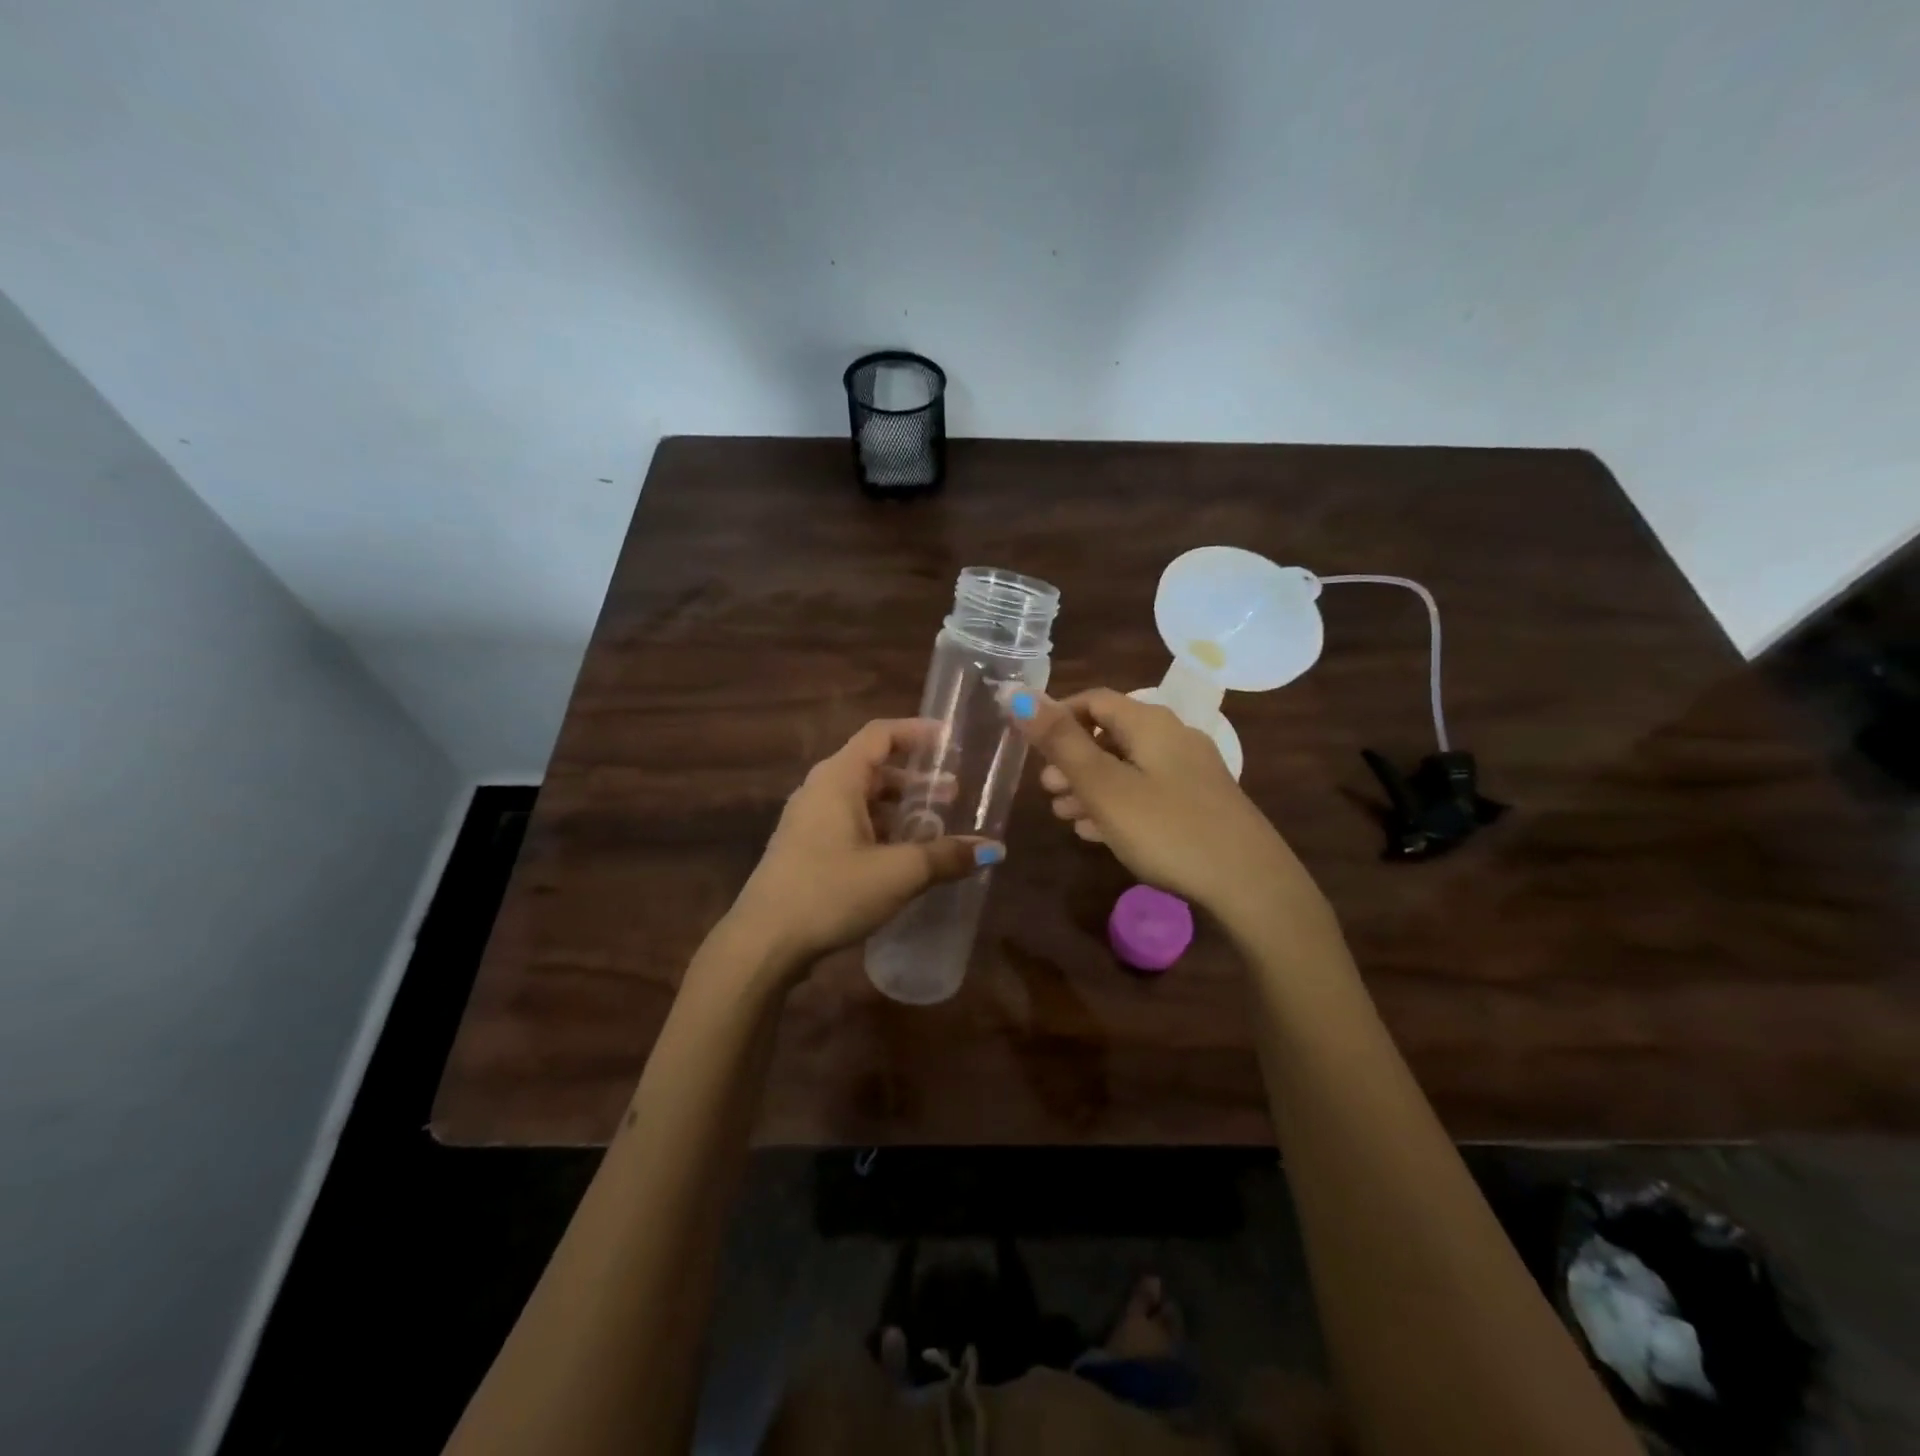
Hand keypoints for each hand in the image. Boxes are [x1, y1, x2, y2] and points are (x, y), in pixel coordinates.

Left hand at [725, 718, 998, 975]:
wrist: (764, 942)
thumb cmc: (831, 892)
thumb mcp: (898, 873)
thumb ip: (946, 856)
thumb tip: (993, 850)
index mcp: (837, 779)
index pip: (880, 734)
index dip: (916, 732)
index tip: (950, 741)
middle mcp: (820, 791)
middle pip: (873, 768)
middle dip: (915, 779)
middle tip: (952, 796)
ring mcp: (807, 821)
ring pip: (861, 800)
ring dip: (898, 809)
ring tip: (933, 829)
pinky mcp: (804, 850)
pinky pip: (849, 824)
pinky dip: (880, 830)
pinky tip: (901, 858)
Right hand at [1007, 687, 1294, 918]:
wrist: (1249, 883)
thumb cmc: (1167, 828)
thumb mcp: (1104, 786)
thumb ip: (1061, 742)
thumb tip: (1019, 695)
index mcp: (1150, 723)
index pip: (1095, 699)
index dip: (1058, 716)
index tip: (1031, 747)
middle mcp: (1172, 738)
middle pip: (1110, 734)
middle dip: (1071, 758)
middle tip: (1045, 789)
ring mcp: (1189, 772)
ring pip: (1126, 767)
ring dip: (1090, 785)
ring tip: (1063, 815)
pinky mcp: (1198, 804)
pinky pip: (1146, 792)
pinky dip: (1117, 803)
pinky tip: (1097, 832)